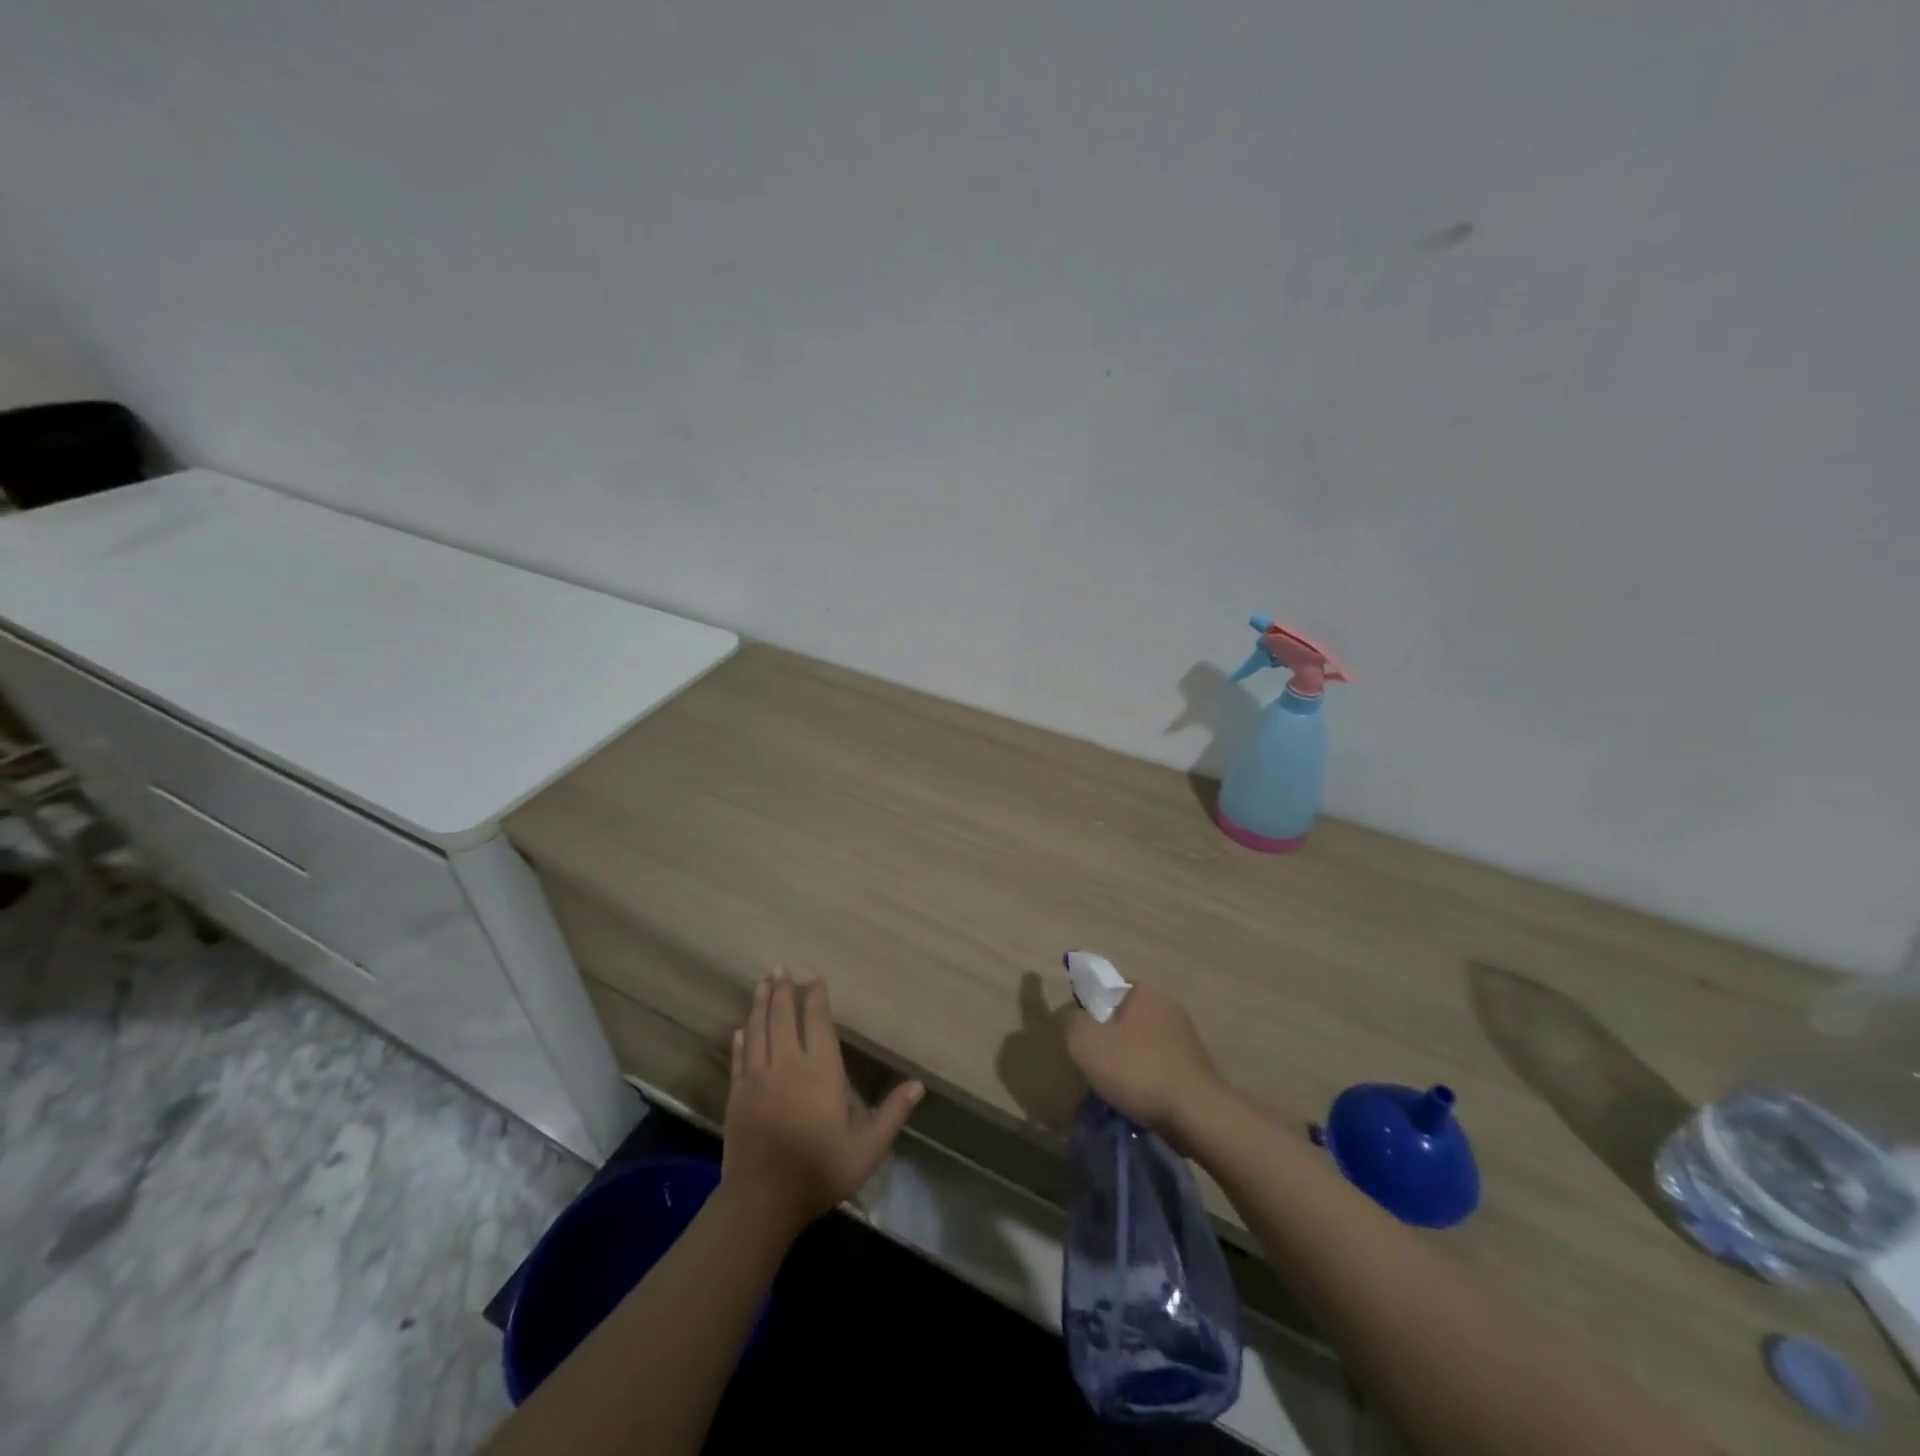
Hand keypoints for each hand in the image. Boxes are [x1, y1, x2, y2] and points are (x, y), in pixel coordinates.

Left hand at [722, 971, 922, 1228]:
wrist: (763, 1200)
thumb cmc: (820, 1171)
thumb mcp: (866, 1149)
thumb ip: (891, 1114)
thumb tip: (918, 1085)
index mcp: (820, 1071)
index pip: (816, 1022)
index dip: (815, 997)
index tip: (812, 976)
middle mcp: (787, 1064)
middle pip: (783, 1017)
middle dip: (783, 991)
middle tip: (781, 968)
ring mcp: (758, 1078)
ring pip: (759, 1030)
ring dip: (760, 1005)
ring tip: (763, 983)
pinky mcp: (737, 1096)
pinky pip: (740, 1059)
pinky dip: (742, 1040)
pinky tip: (742, 1029)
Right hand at [1064, 980, 1227, 1136]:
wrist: (1196, 1115)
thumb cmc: (1137, 1069)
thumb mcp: (1085, 1042)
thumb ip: (1071, 1022)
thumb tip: (1074, 1018)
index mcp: (1144, 991)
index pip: (1107, 988)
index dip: (1090, 1010)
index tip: (1082, 1037)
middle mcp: (1168, 1006)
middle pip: (1123, 1017)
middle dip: (1108, 1039)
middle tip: (1094, 1065)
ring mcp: (1185, 1037)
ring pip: (1140, 1044)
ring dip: (1126, 1062)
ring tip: (1115, 1088)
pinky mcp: (1194, 1067)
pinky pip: (1157, 1066)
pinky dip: (1145, 1079)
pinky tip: (1138, 1099)